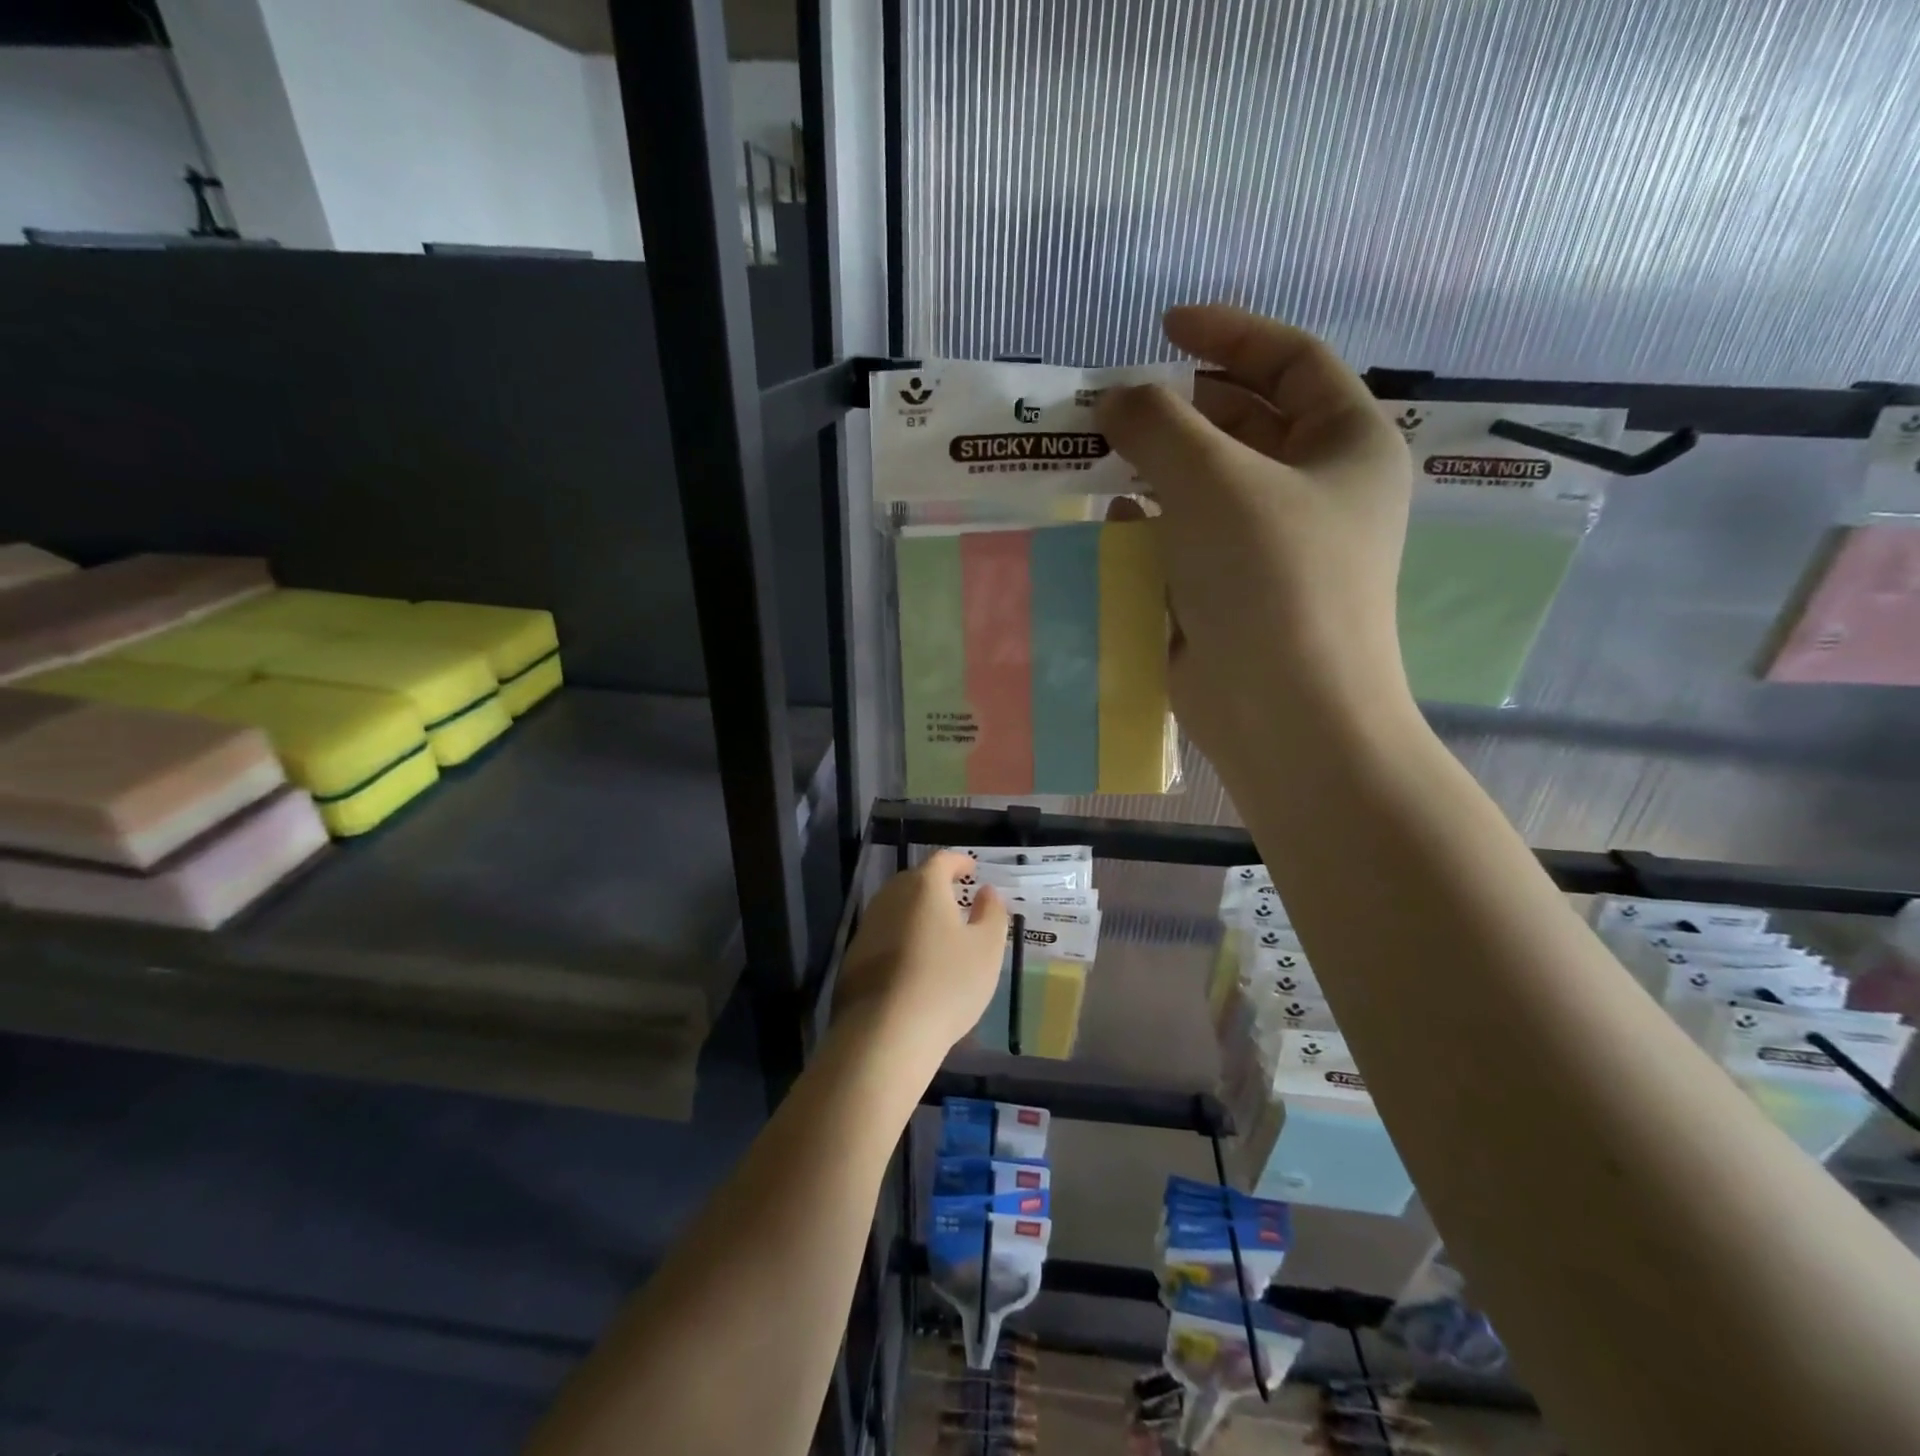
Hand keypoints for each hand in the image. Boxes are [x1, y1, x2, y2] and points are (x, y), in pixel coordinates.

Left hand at [833, 851, 1009, 1058]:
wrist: (885, 1034)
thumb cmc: (947, 984)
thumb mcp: (986, 949)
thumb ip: (992, 913)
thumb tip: (987, 891)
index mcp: (924, 887)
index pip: (942, 860)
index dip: (959, 861)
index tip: (971, 869)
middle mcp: (890, 897)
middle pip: (914, 880)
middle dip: (935, 885)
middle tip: (955, 898)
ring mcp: (867, 926)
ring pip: (895, 907)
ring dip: (916, 911)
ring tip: (936, 930)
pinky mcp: (853, 957)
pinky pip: (883, 934)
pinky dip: (900, 937)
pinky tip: (911, 961)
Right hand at [1096, 305, 1415, 784]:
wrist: (1285, 711)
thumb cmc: (1270, 579)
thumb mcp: (1214, 480)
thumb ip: (1159, 424)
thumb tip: (1117, 400)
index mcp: (1346, 445)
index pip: (1292, 362)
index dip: (1229, 335)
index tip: (1164, 326)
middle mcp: (1317, 491)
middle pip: (1246, 424)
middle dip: (1181, 408)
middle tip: (1116, 405)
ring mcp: (1274, 548)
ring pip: (1209, 488)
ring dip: (1159, 470)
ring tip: (1102, 457)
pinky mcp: (1234, 594)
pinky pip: (1190, 541)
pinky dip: (1153, 527)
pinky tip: (1113, 523)